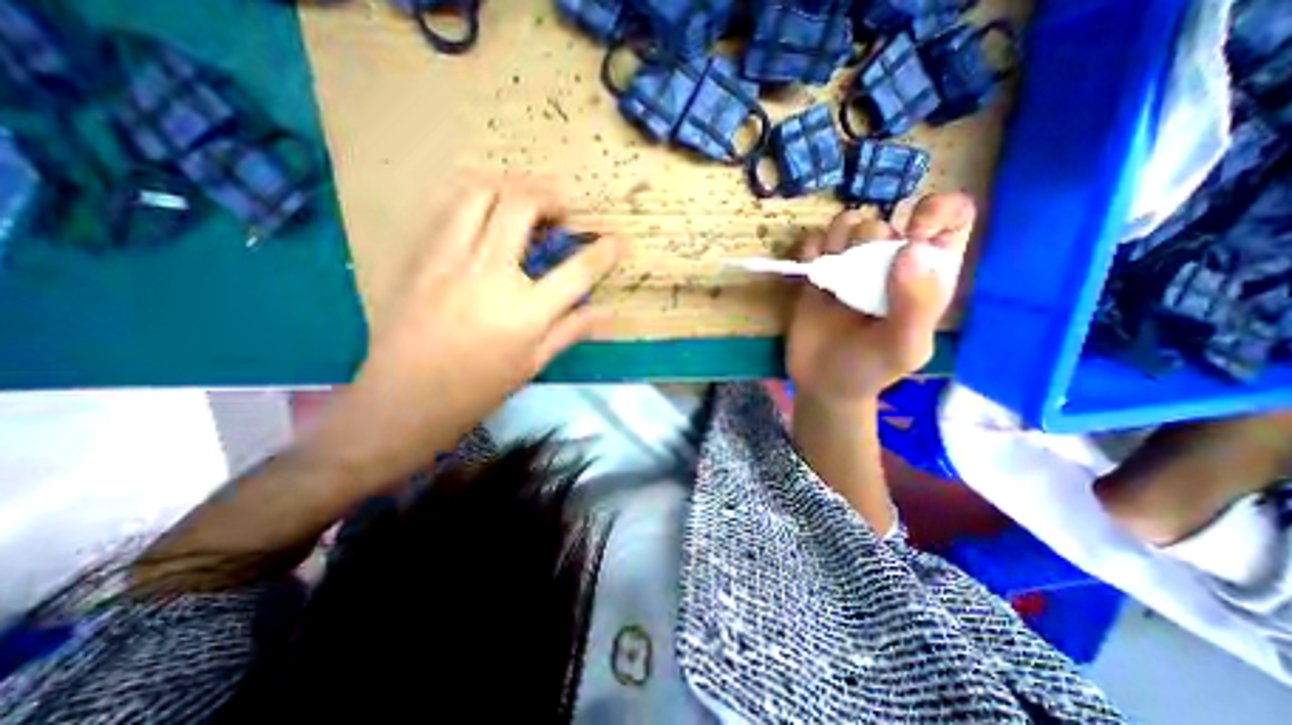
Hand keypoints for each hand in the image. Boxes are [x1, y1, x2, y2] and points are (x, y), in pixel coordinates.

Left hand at [305, 176, 622, 484]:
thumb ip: (570, 330)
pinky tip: (486, 215)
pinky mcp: (419, 257)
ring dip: (509, 187)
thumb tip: (606, 311)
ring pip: (478, 193)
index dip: (604, 252)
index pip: (576, 271)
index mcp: (525, 313)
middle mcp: (489, 275)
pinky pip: (448, 209)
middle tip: (561, 209)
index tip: (618, 241)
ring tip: (524, 202)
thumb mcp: (533, 364)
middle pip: (521, 207)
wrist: (402, 400)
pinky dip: (476, 200)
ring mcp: (449, 260)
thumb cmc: (477, 390)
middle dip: (550, 196)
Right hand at [782, 192, 974, 406]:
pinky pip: (813, 243)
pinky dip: (811, 247)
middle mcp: (889, 265)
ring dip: (838, 238)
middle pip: (885, 221)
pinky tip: (812, 269)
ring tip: (831, 270)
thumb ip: (917, 304)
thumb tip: (910, 248)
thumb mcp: (904, 348)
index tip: (912, 234)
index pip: (950, 217)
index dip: (936, 212)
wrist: (823, 385)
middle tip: (859, 275)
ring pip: (848, 224)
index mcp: (925, 276)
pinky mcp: (818, 276)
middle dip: (870, 239)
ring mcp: (850, 268)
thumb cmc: (870, 370)